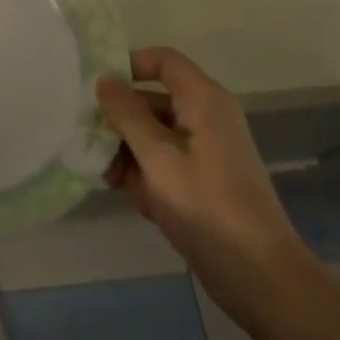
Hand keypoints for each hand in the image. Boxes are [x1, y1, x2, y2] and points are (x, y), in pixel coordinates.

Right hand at [97, 48, 312, 319]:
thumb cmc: (207, 206)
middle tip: (80, 131)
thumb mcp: (158, 157)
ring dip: (123, 148)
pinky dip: (139, 172)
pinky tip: (116, 189)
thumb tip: (103, 80)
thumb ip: (126, 115)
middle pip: (151, 99)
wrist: (260, 279)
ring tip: (95, 167)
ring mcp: (202, 152)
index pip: (163, 61)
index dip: (129, 65)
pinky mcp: (198, 182)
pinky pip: (160, 162)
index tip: (95, 86)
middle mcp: (204, 118)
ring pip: (151, 134)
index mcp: (203, 101)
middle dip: (117, 116)